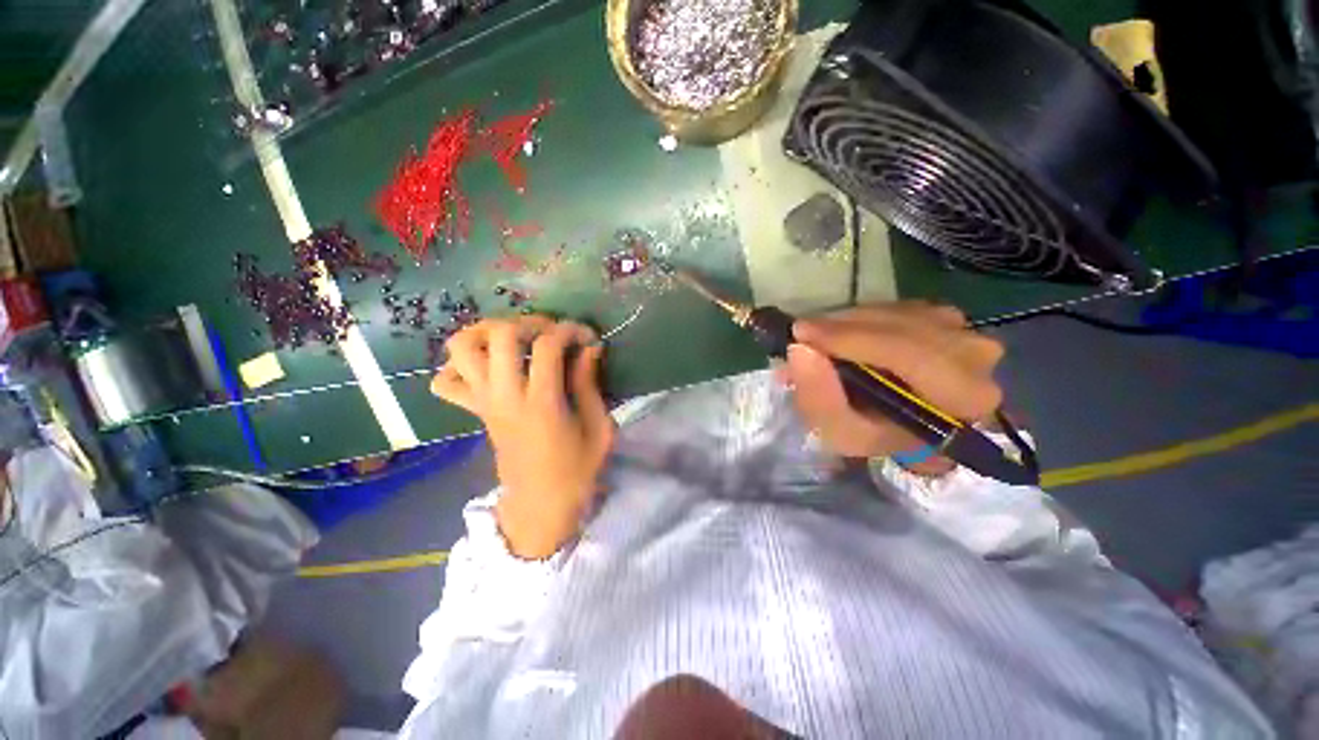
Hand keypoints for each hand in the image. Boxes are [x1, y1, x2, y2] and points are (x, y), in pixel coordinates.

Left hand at [431, 316, 614, 558]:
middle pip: (499, 335)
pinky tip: (488, 365)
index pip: (547, 345)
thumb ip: (590, 385)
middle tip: (551, 333)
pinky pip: (446, 381)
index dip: (570, 330)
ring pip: (462, 349)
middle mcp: (505, 397)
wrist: (540, 506)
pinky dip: (460, 365)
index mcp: (542, 404)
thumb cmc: (577, 470)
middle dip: (529, 322)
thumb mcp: (599, 429)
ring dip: (488, 331)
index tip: (587, 337)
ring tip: (516, 337)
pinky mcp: (476, 411)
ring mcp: (484, 403)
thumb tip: (589, 348)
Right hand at [783, 302, 1003, 474]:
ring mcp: (964, 329)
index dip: (851, 339)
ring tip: (821, 338)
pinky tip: (845, 334)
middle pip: (902, 325)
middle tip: (803, 335)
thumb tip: (800, 350)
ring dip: (851, 321)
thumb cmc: (877, 434)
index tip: (802, 334)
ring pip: (896, 312)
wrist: (905, 425)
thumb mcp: (841, 432)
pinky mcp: (946, 316)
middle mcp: (976, 356)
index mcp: (963, 395)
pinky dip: (864, 316)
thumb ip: (821, 398)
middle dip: (844, 327)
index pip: (908, 352)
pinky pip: (897, 306)